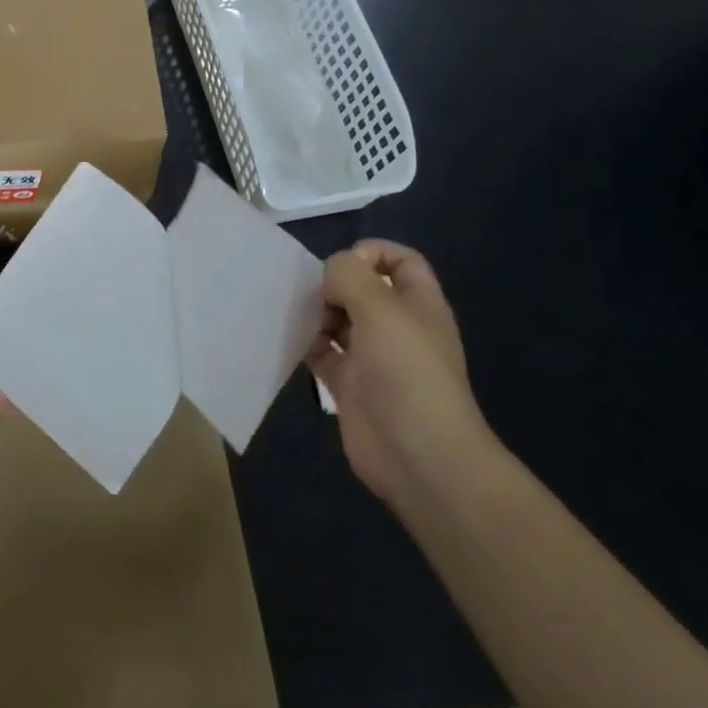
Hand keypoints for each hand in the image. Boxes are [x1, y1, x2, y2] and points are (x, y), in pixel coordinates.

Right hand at [305, 241, 492, 500]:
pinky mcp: (350, 386)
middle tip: (313, 294)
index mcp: (419, 305)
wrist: (418, 455)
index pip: (400, 261)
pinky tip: (288, 340)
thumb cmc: (407, 372)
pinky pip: (322, 354)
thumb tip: (330, 272)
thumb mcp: (381, 309)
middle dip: (334, 284)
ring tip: (293, 314)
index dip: (372, 253)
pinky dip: (305, 344)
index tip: (342, 266)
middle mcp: (397, 327)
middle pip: (363, 290)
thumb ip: (350, 276)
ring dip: (315, 313)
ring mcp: (373, 358)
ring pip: (339, 321)